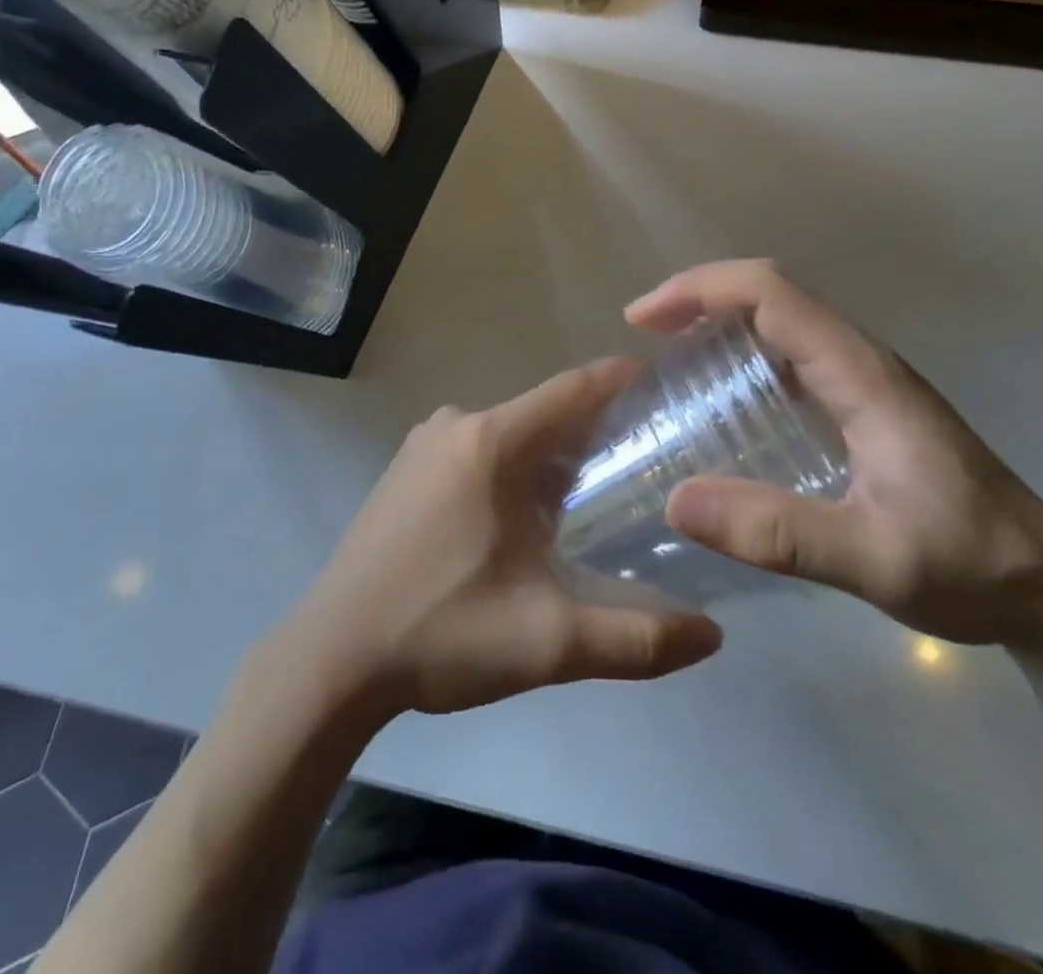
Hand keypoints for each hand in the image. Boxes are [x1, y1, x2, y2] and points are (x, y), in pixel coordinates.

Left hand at [282, 359, 723, 717]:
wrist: (330, 661)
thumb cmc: (439, 634)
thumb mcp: (549, 641)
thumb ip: (637, 639)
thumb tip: (712, 636)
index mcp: (490, 442)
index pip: (573, 389)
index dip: (622, 380)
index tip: (668, 383)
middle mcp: (456, 424)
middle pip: (544, 414)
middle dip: (595, 433)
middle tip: (648, 462)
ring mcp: (423, 445)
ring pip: (510, 435)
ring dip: (552, 457)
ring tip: (597, 496)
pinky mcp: (405, 470)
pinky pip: (477, 451)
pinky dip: (513, 470)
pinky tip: (526, 518)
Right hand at [633, 260, 1042, 650]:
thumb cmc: (971, 566)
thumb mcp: (874, 559)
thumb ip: (779, 533)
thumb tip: (676, 501)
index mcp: (861, 374)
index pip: (773, 294)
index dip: (702, 290)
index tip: (643, 320)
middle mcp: (860, 362)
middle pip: (771, 294)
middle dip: (699, 298)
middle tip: (643, 336)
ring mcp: (864, 383)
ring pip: (780, 322)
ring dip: (718, 323)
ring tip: (665, 360)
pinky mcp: (863, 407)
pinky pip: (789, 357)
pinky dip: (741, 356)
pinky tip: (717, 404)